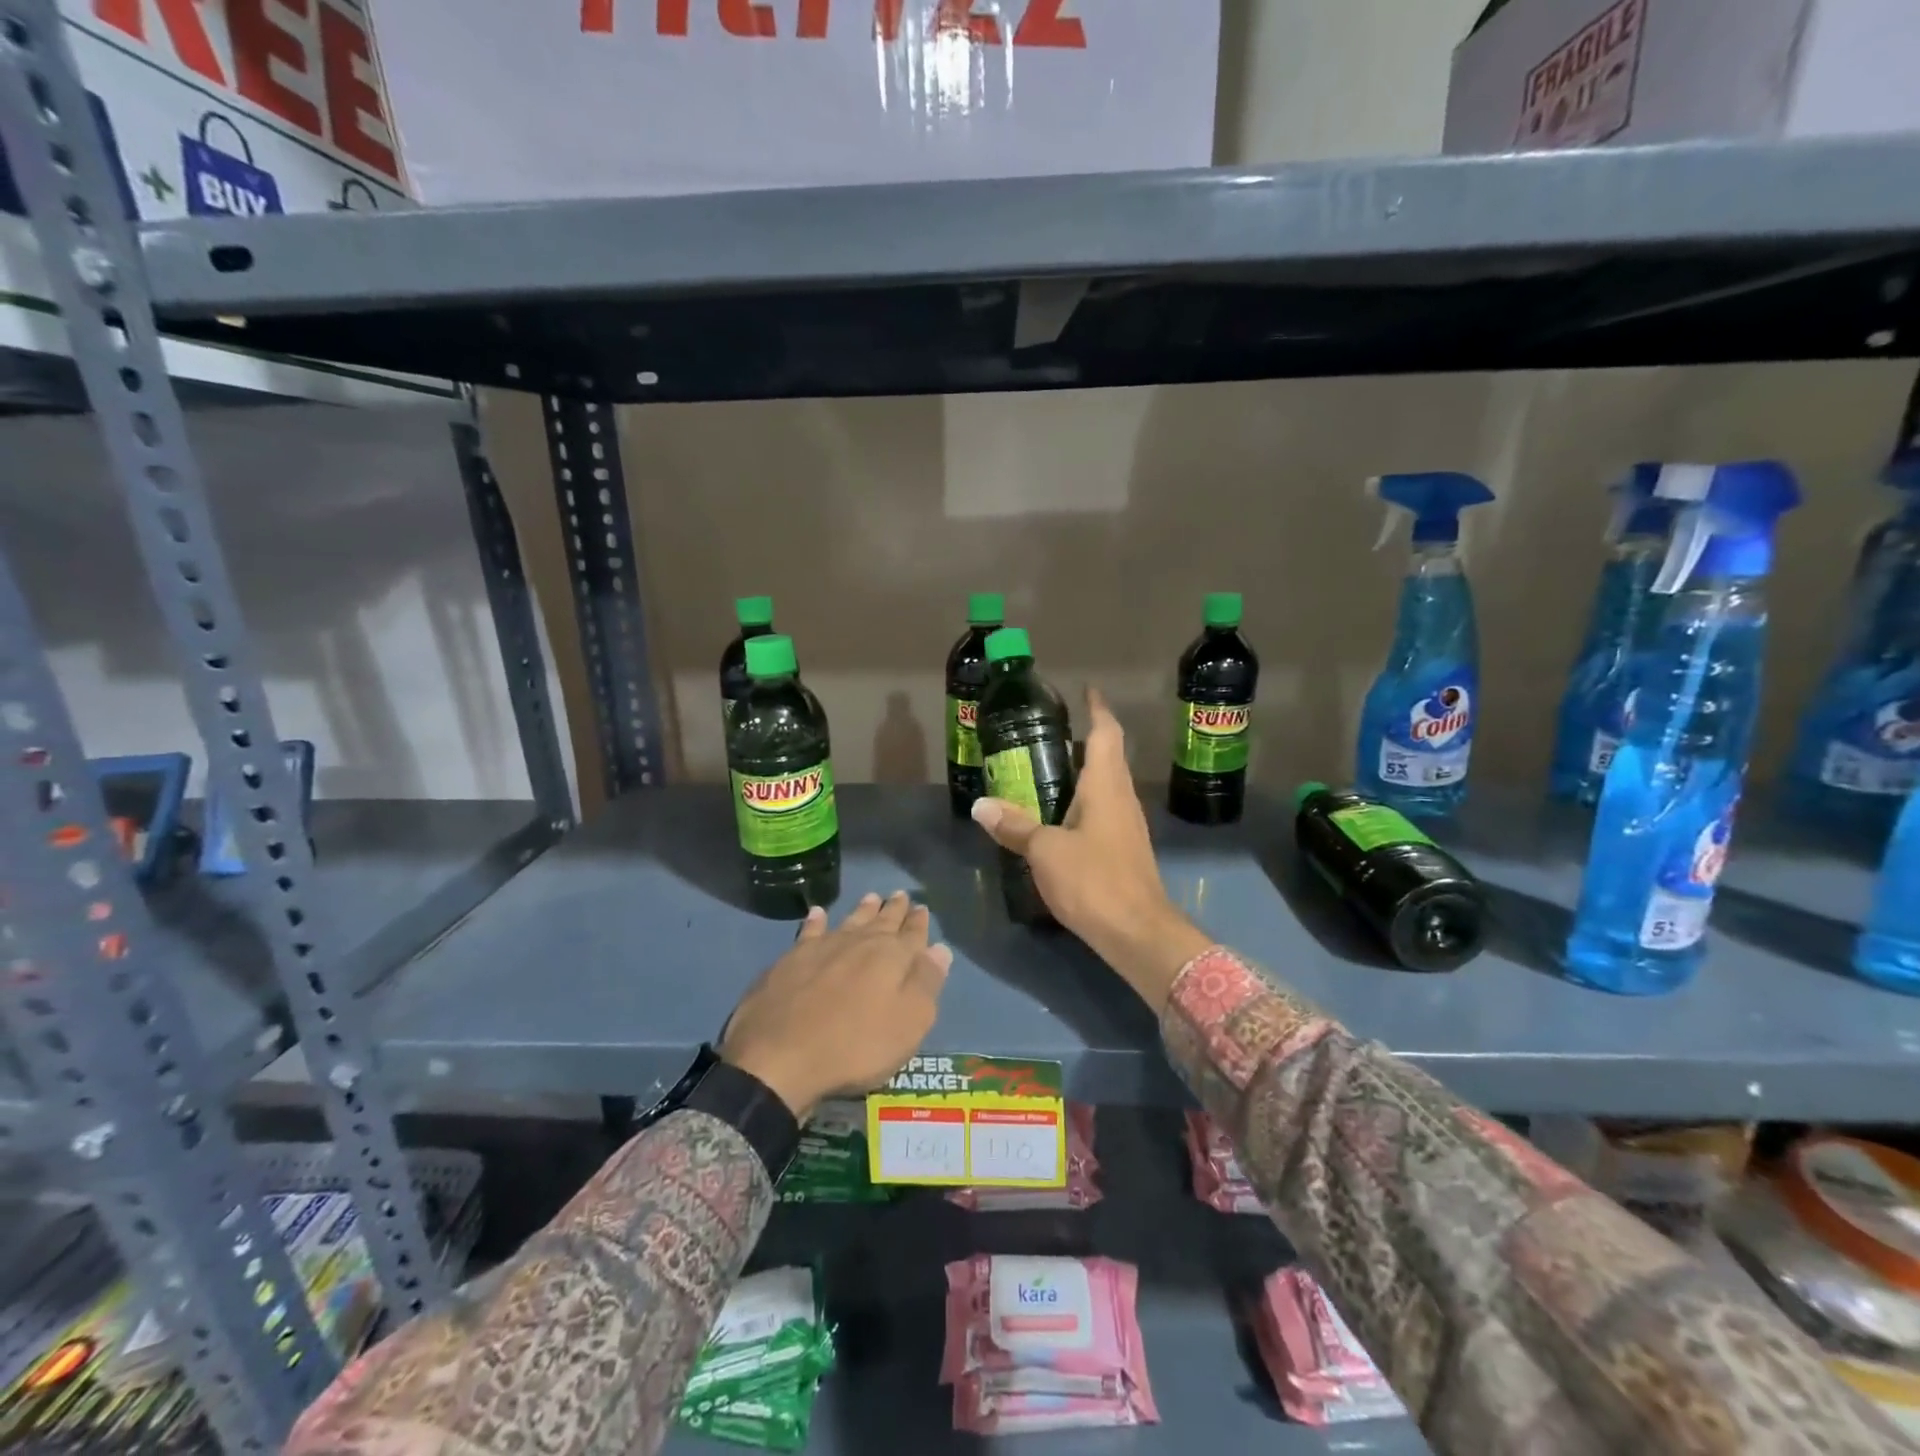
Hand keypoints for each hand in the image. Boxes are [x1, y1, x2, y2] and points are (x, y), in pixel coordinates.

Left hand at [721, 892, 950, 1119]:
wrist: (779, 1058)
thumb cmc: (855, 1046)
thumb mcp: (908, 1023)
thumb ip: (926, 983)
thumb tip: (940, 949)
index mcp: (891, 957)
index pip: (912, 934)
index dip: (919, 923)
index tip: (922, 908)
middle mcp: (859, 943)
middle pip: (881, 921)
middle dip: (893, 910)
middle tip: (900, 895)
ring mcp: (822, 948)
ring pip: (849, 921)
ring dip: (862, 910)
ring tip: (871, 897)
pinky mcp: (790, 960)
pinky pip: (809, 931)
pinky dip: (816, 921)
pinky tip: (817, 913)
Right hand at [970, 688, 1210, 1011]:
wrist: (1138, 933)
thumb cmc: (1094, 880)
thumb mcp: (1045, 851)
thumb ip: (1015, 826)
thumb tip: (981, 806)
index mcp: (1106, 786)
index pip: (1106, 733)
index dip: (1097, 709)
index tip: (1085, 691)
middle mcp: (1121, 798)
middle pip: (1107, 757)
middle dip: (1083, 739)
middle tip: (1047, 732)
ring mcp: (1127, 825)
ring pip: (1105, 785)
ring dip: (1082, 772)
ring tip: (1046, 769)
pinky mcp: (1124, 850)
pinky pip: (1103, 811)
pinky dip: (1082, 802)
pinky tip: (1059, 815)